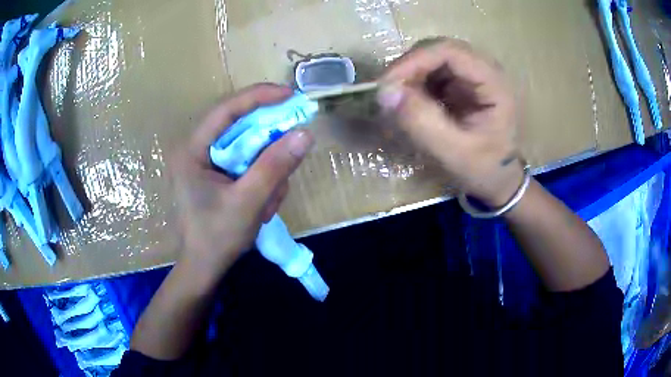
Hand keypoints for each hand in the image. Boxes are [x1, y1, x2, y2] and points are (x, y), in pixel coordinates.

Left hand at [170, 83, 313, 281]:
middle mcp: (197, 150)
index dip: (259, 97)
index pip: (226, 110)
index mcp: (192, 150)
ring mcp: (208, 163)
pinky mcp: (219, 175)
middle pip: (240, 127)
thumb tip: (305, 134)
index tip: (291, 95)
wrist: (204, 268)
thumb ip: (274, 167)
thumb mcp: (247, 203)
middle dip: (269, 143)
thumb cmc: (216, 238)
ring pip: (249, 148)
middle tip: (294, 146)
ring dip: (268, 171)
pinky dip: (263, 181)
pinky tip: (263, 206)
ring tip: (268, 203)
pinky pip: (248, 165)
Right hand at [377, 38, 522, 206]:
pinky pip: (431, 72)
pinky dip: (414, 84)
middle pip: (438, 49)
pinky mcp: (461, 83)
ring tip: (396, 100)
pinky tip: (410, 103)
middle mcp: (483, 69)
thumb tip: (385, 93)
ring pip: (432, 58)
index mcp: (493, 81)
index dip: (415, 60)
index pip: (450, 51)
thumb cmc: (485, 169)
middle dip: (409, 67)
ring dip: (409, 75)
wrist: (499, 179)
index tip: (387, 83)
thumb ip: (423, 123)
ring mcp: (471, 75)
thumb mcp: (455, 152)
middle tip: (387, 92)